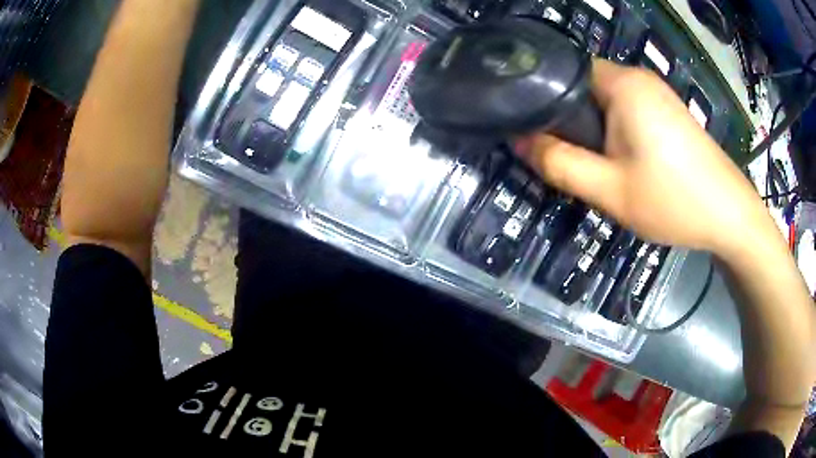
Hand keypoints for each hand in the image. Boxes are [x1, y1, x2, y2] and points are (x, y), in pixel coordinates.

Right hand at [515, 59, 774, 257]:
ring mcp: (656, 93)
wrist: (729, 216)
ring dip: (591, 127)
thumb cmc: (673, 201)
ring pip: (605, 100)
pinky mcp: (667, 110)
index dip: (542, 97)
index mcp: (622, 84)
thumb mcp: (610, 190)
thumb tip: (518, 141)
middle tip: (560, 155)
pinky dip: (613, 130)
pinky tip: (620, 160)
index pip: (564, 71)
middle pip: (584, 86)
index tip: (530, 129)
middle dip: (567, 118)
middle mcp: (638, 78)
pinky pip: (626, 110)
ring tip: (589, 162)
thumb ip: (560, 164)